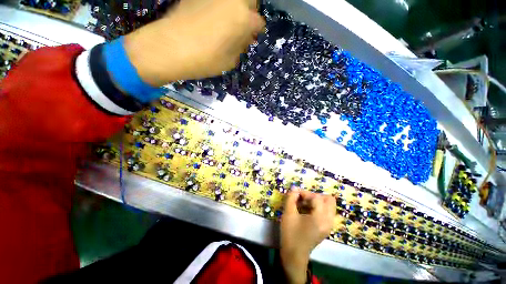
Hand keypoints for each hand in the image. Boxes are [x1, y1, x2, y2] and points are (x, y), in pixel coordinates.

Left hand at [123, 0, 264, 86]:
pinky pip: (216, 0)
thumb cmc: (206, 60)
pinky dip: (219, 7)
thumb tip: (242, 38)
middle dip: (249, 14)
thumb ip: (240, 46)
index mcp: (244, 18)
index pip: (258, 23)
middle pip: (250, 1)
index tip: (249, 39)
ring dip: (234, 9)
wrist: (171, 47)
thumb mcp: (230, 61)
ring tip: (226, 23)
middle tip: (241, 27)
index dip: (255, 33)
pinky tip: (211, 18)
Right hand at [280, 189, 335, 283]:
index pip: (317, 197)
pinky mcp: (326, 228)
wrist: (294, 255)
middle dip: (315, 196)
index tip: (295, 195)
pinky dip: (318, 208)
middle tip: (303, 199)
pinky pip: (326, 212)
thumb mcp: (288, 214)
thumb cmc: (291, 234)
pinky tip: (306, 211)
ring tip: (303, 204)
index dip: (305, 193)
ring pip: (329, 205)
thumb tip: (294, 188)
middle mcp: (328, 221)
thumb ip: (291, 198)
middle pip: (329, 200)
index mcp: (320, 218)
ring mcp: (329, 225)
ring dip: (317, 201)